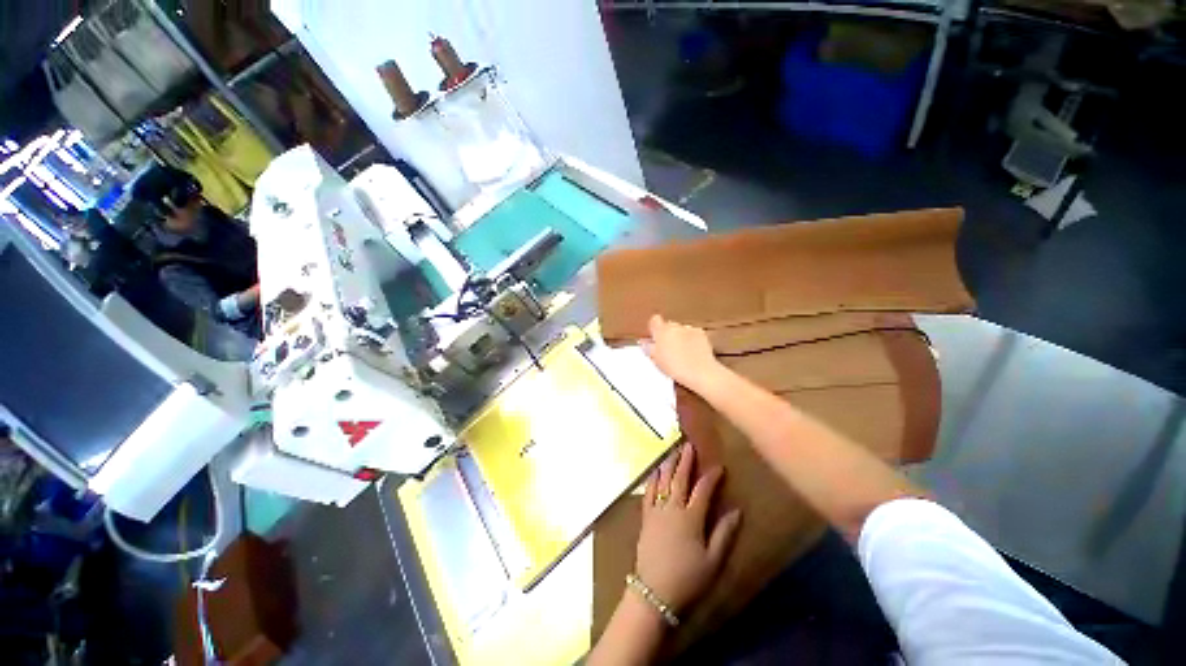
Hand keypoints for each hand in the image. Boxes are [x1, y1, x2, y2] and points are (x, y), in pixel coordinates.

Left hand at [635, 442, 741, 616]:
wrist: (654, 592)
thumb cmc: (688, 578)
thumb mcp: (713, 561)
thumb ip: (724, 534)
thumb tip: (737, 511)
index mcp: (691, 517)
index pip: (703, 490)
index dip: (711, 477)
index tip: (719, 466)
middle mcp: (672, 507)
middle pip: (679, 478)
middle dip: (685, 460)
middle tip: (688, 445)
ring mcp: (656, 510)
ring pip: (662, 481)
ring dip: (668, 464)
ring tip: (672, 451)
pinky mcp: (645, 516)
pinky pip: (648, 491)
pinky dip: (652, 479)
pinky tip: (654, 472)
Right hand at [643, 314, 723, 390]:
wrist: (700, 372)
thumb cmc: (675, 367)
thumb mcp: (656, 360)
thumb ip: (649, 348)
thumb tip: (644, 342)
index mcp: (661, 331)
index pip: (654, 320)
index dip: (654, 329)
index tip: (654, 338)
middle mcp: (675, 326)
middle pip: (668, 326)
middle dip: (667, 334)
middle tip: (667, 350)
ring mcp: (690, 329)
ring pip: (681, 330)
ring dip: (679, 337)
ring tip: (681, 353)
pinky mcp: (702, 334)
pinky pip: (692, 334)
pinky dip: (691, 340)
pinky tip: (692, 353)